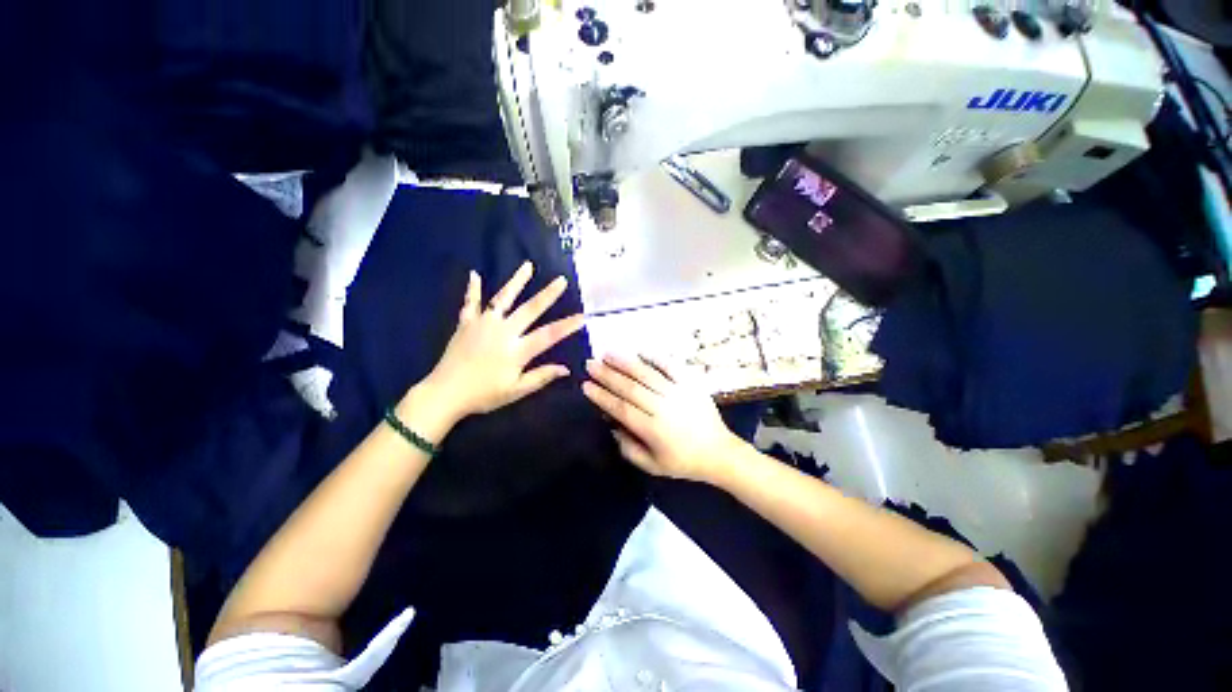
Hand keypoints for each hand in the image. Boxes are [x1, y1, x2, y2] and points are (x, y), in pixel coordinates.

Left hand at [422, 261, 584, 420]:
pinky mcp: (466, 324)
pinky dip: (473, 290)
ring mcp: (483, 324)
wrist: (445, 393)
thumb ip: (541, 377)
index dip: (567, 326)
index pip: (548, 335)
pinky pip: (470, 303)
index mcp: (517, 350)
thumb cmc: (484, 395)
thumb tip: (566, 369)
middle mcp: (503, 331)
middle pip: (530, 309)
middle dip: (548, 294)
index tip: (583, 316)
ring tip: (527, 266)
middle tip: (561, 280)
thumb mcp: (516, 391)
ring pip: (503, 299)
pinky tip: (474, 275)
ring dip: (516, 281)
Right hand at [582, 354, 745, 483]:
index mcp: (652, 429)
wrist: (719, 452)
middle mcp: (663, 407)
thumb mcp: (653, 466)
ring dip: (625, 362)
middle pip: (630, 387)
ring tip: (607, 353)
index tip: (586, 385)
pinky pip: (671, 366)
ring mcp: (678, 392)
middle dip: (607, 375)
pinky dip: (655, 357)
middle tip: (590, 364)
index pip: (620, 408)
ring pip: (647, 373)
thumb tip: (612, 426)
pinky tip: (640, 350)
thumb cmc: (683, 461)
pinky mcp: (691, 383)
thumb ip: (628, 449)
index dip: (602, 396)